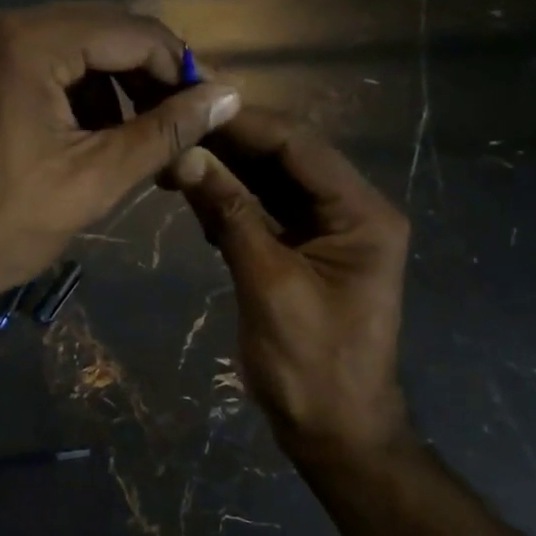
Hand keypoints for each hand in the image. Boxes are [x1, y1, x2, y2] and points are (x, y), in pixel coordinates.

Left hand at [0, 3, 240, 325]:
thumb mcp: (93, 181)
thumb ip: (164, 133)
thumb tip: (228, 96)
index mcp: (27, 43)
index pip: (133, 31)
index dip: (181, 68)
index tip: (212, 108)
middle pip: (100, 31)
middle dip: (146, 77)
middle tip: (180, 125)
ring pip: (69, 46)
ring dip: (110, 86)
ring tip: (135, 140)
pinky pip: (34, 63)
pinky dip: (70, 92)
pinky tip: (85, 136)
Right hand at [171, 110, 408, 459]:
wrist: (336, 433)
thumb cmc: (311, 364)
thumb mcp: (268, 283)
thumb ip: (230, 214)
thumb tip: (187, 156)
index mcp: (361, 214)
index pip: (299, 147)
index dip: (244, 122)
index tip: (191, 102)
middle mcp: (352, 212)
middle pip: (287, 159)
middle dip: (231, 142)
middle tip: (174, 122)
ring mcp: (329, 233)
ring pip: (274, 184)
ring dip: (227, 170)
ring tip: (175, 151)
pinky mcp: (307, 253)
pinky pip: (268, 214)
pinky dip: (233, 204)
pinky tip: (196, 193)